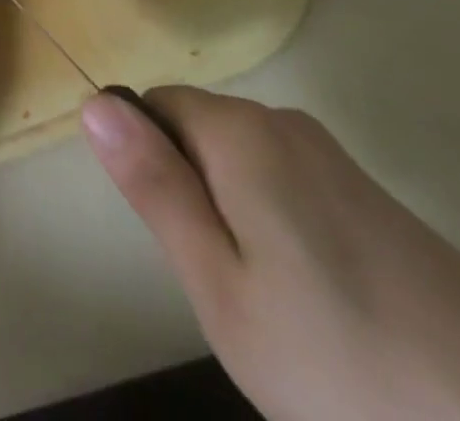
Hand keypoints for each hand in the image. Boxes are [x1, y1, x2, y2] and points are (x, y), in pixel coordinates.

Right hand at [82, 87, 459, 420]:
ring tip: (269, 300)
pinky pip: (285, 181)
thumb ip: (153, 185)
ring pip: (240, 160)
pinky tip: (314, 298)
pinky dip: (275, 224)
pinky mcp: (366, 190)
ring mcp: (329, 153)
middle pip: (197, 129)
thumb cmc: (337, 357)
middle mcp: (281, 120)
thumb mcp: (219, 284)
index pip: (153, 105)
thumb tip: (94, 102)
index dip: (147, 163)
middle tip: (222, 282)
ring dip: (232, 211)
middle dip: (190, 190)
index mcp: (238, 131)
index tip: (176, 238)